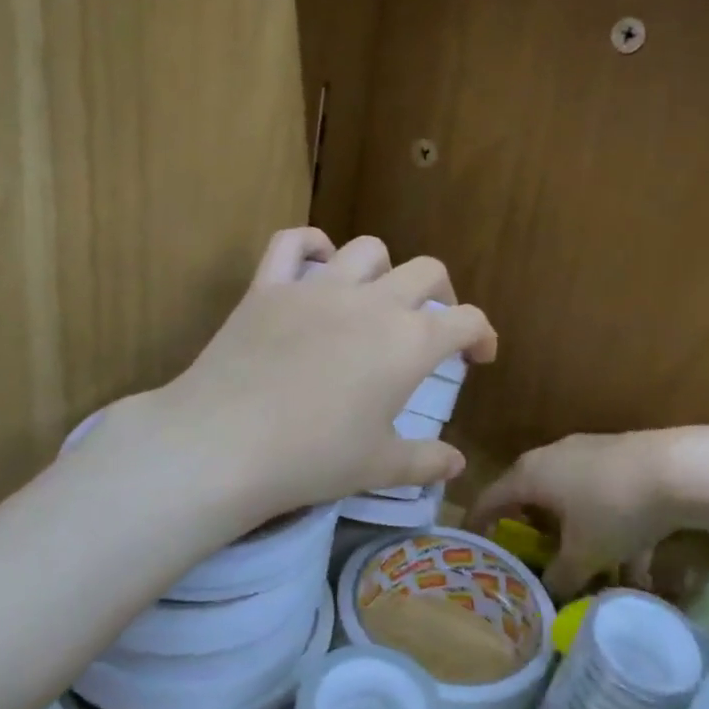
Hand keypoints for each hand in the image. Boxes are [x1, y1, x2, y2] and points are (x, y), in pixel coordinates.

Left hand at [120, 229, 495, 526]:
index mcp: (409, 343)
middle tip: (433, 325)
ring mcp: (318, 288)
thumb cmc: (313, 458)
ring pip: (367, 250)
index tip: (478, 356)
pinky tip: (317, 262)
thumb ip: (426, 461)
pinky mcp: (269, 286)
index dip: (482, 335)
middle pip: (426, 272)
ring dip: (383, 270)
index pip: (466, 321)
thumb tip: (457, 464)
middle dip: (441, 295)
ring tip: (376, 298)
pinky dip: (310, 244)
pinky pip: (292, 242)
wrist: (225, 443)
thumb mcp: (379, 467)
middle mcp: (372, 303)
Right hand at [465, 431, 695, 597]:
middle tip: (531, 563)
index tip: (472, 548)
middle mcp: (551, 458)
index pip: (489, 499)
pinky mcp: (619, 459)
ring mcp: (587, 454)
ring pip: (572, 503)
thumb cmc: (614, 509)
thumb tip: (549, 595)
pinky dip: (611, 531)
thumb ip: (560, 578)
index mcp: (530, 475)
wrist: (679, 469)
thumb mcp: (585, 554)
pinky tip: (637, 569)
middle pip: (530, 499)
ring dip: (579, 540)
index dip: (477, 525)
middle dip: (533, 535)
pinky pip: (602, 500)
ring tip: (595, 579)